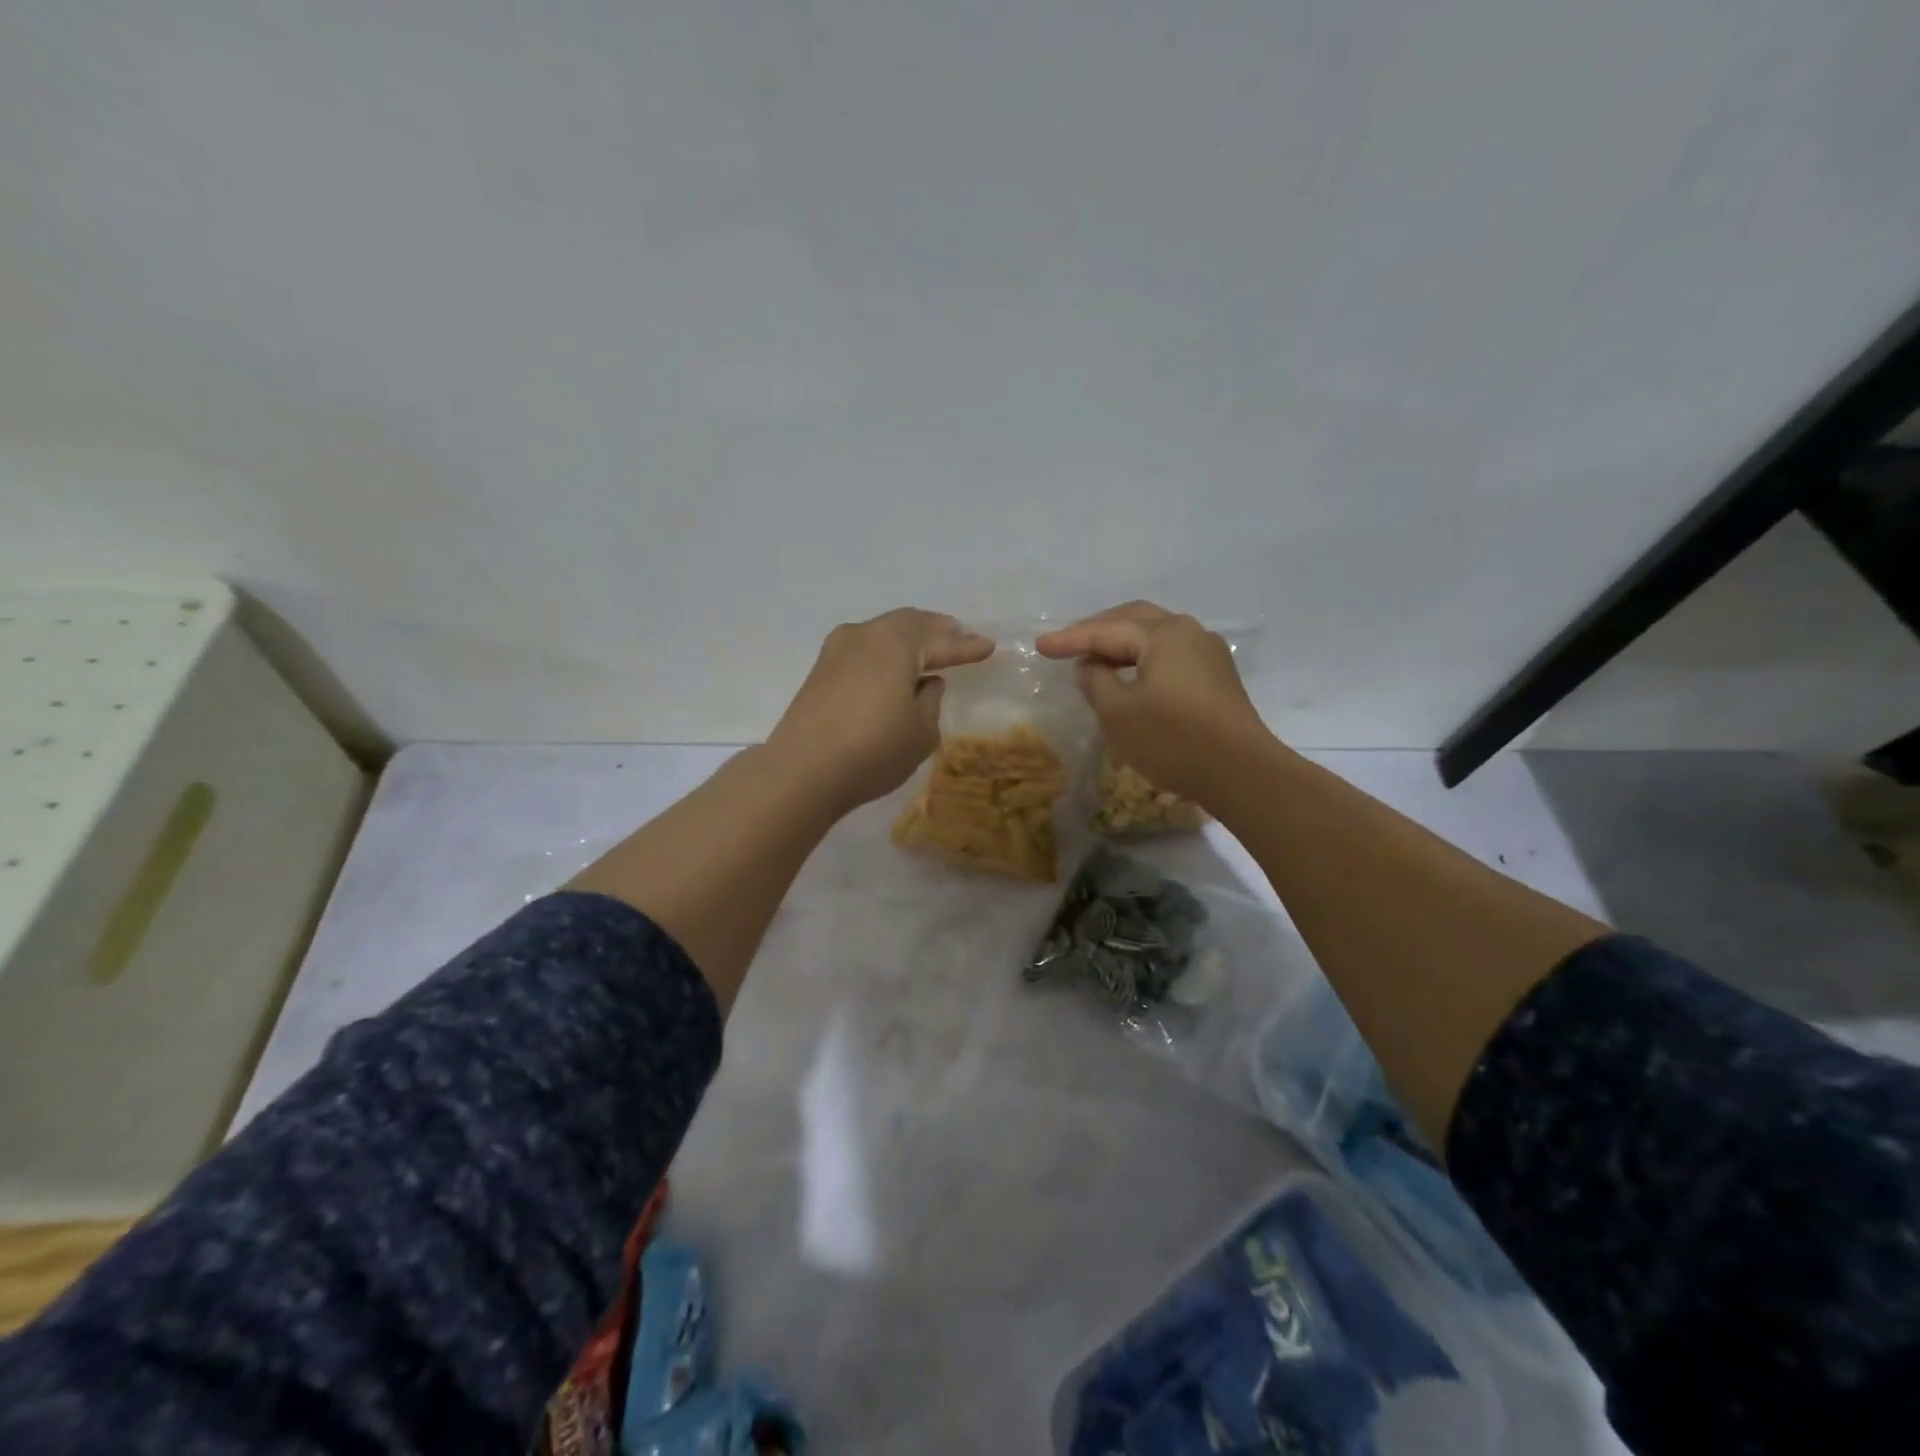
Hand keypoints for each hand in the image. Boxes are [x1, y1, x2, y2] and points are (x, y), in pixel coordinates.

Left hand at [767, 609, 994, 813]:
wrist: (803, 770)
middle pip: (910, 624)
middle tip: (961, 636)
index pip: (941, 641)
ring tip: (931, 648)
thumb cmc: (874, 749)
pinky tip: (896, 667)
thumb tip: (925, 681)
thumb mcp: (921, 730)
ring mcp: (838, 650)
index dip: (967, 646)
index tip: (989, 646)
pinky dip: (887, 652)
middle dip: (938, 630)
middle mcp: (866, 634)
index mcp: (897, 642)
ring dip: (910, 639)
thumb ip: (931, 699)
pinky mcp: (821, 670)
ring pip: (884, 633)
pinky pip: (866, 649)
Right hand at [1035, 601, 1270, 805]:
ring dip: (1121, 644)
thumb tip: (1091, 666)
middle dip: (1097, 630)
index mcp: (1164, 635)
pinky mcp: (1216, 678)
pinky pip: (1169, 655)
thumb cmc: (1173, 740)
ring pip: (1154, 636)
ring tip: (1093, 660)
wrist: (1241, 773)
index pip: (1106, 630)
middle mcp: (1189, 633)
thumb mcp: (1118, 713)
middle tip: (1066, 645)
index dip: (1070, 639)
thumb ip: (1096, 682)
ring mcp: (1208, 654)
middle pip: (1133, 620)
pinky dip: (1141, 659)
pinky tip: (1128, 676)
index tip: (1040, 646)